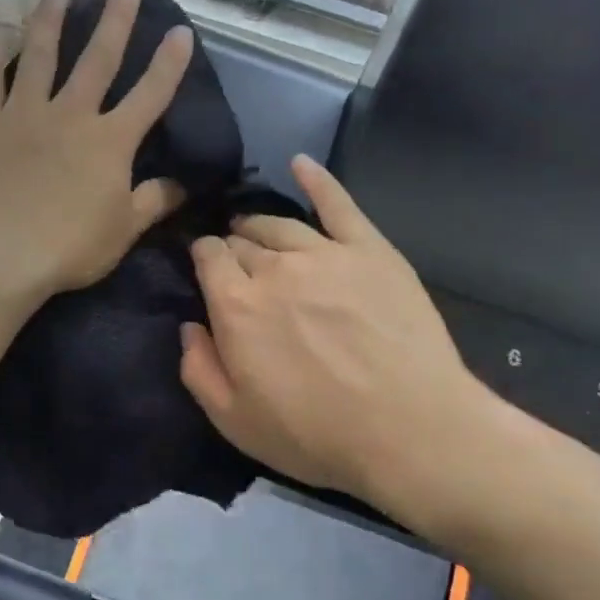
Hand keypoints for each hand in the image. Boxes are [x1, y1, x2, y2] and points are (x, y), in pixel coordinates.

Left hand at [0, 0, 192, 301]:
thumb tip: (183, 184)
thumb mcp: (123, 231)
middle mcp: (71, 115)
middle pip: (97, 59)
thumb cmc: (68, 248)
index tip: (181, 32)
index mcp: (110, 141)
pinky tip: (1, 29)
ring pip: (40, 55)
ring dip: (51, 19)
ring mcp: (24, 113)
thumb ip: (153, 202)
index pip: (150, 95)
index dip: (169, 63)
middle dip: (115, 21)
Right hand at [179, 156, 496, 511]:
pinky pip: (338, 204)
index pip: (208, 258)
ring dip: (260, 224)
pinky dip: (317, 180)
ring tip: (255, 230)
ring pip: (279, 224)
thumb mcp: (234, 421)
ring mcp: (325, 253)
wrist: (410, 431)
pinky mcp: (370, 251)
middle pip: (241, 240)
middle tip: (236, 264)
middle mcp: (274, 268)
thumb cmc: (316, 435)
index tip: (206, 268)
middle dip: (231, 246)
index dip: (203, 258)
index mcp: (235, 305)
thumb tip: (189, 326)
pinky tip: (301, 164)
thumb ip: (198, 369)